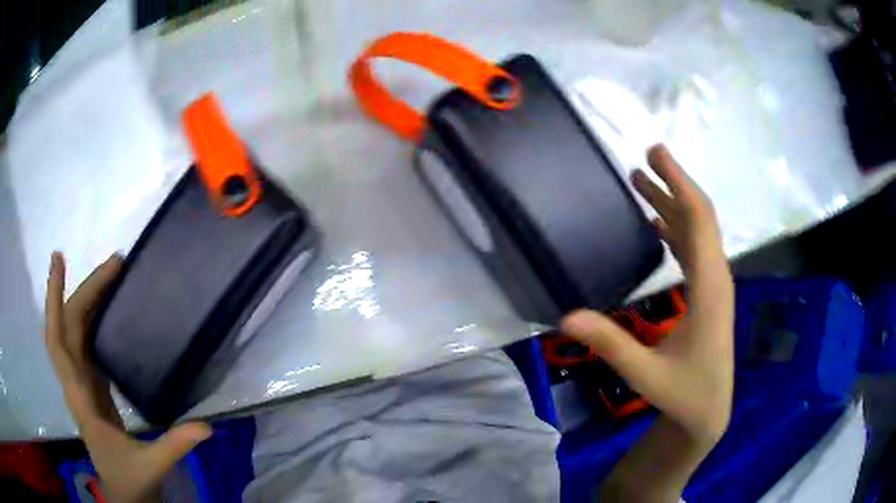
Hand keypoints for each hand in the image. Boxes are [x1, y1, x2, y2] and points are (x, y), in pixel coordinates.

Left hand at [45, 252, 210, 502]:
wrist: (124, 493)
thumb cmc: (130, 481)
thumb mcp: (151, 467)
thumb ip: (174, 445)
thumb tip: (207, 426)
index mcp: (80, 399)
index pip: (58, 342)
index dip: (55, 300)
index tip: (59, 261)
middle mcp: (75, 382)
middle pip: (67, 326)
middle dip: (83, 290)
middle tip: (113, 264)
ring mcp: (82, 382)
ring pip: (74, 331)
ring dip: (86, 299)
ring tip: (110, 276)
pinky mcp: (92, 385)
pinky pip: (84, 342)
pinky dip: (91, 317)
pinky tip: (104, 306)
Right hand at [561, 145, 733, 500]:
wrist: (708, 412)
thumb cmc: (684, 393)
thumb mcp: (645, 373)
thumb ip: (609, 343)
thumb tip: (564, 316)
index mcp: (709, 288)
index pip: (699, 221)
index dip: (679, 183)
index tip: (656, 153)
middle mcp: (716, 278)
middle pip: (700, 218)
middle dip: (674, 184)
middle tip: (645, 157)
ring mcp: (714, 285)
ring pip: (697, 232)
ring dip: (673, 204)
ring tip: (643, 182)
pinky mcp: (708, 294)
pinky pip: (695, 249)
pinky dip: (677, 228)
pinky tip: (658, 224)